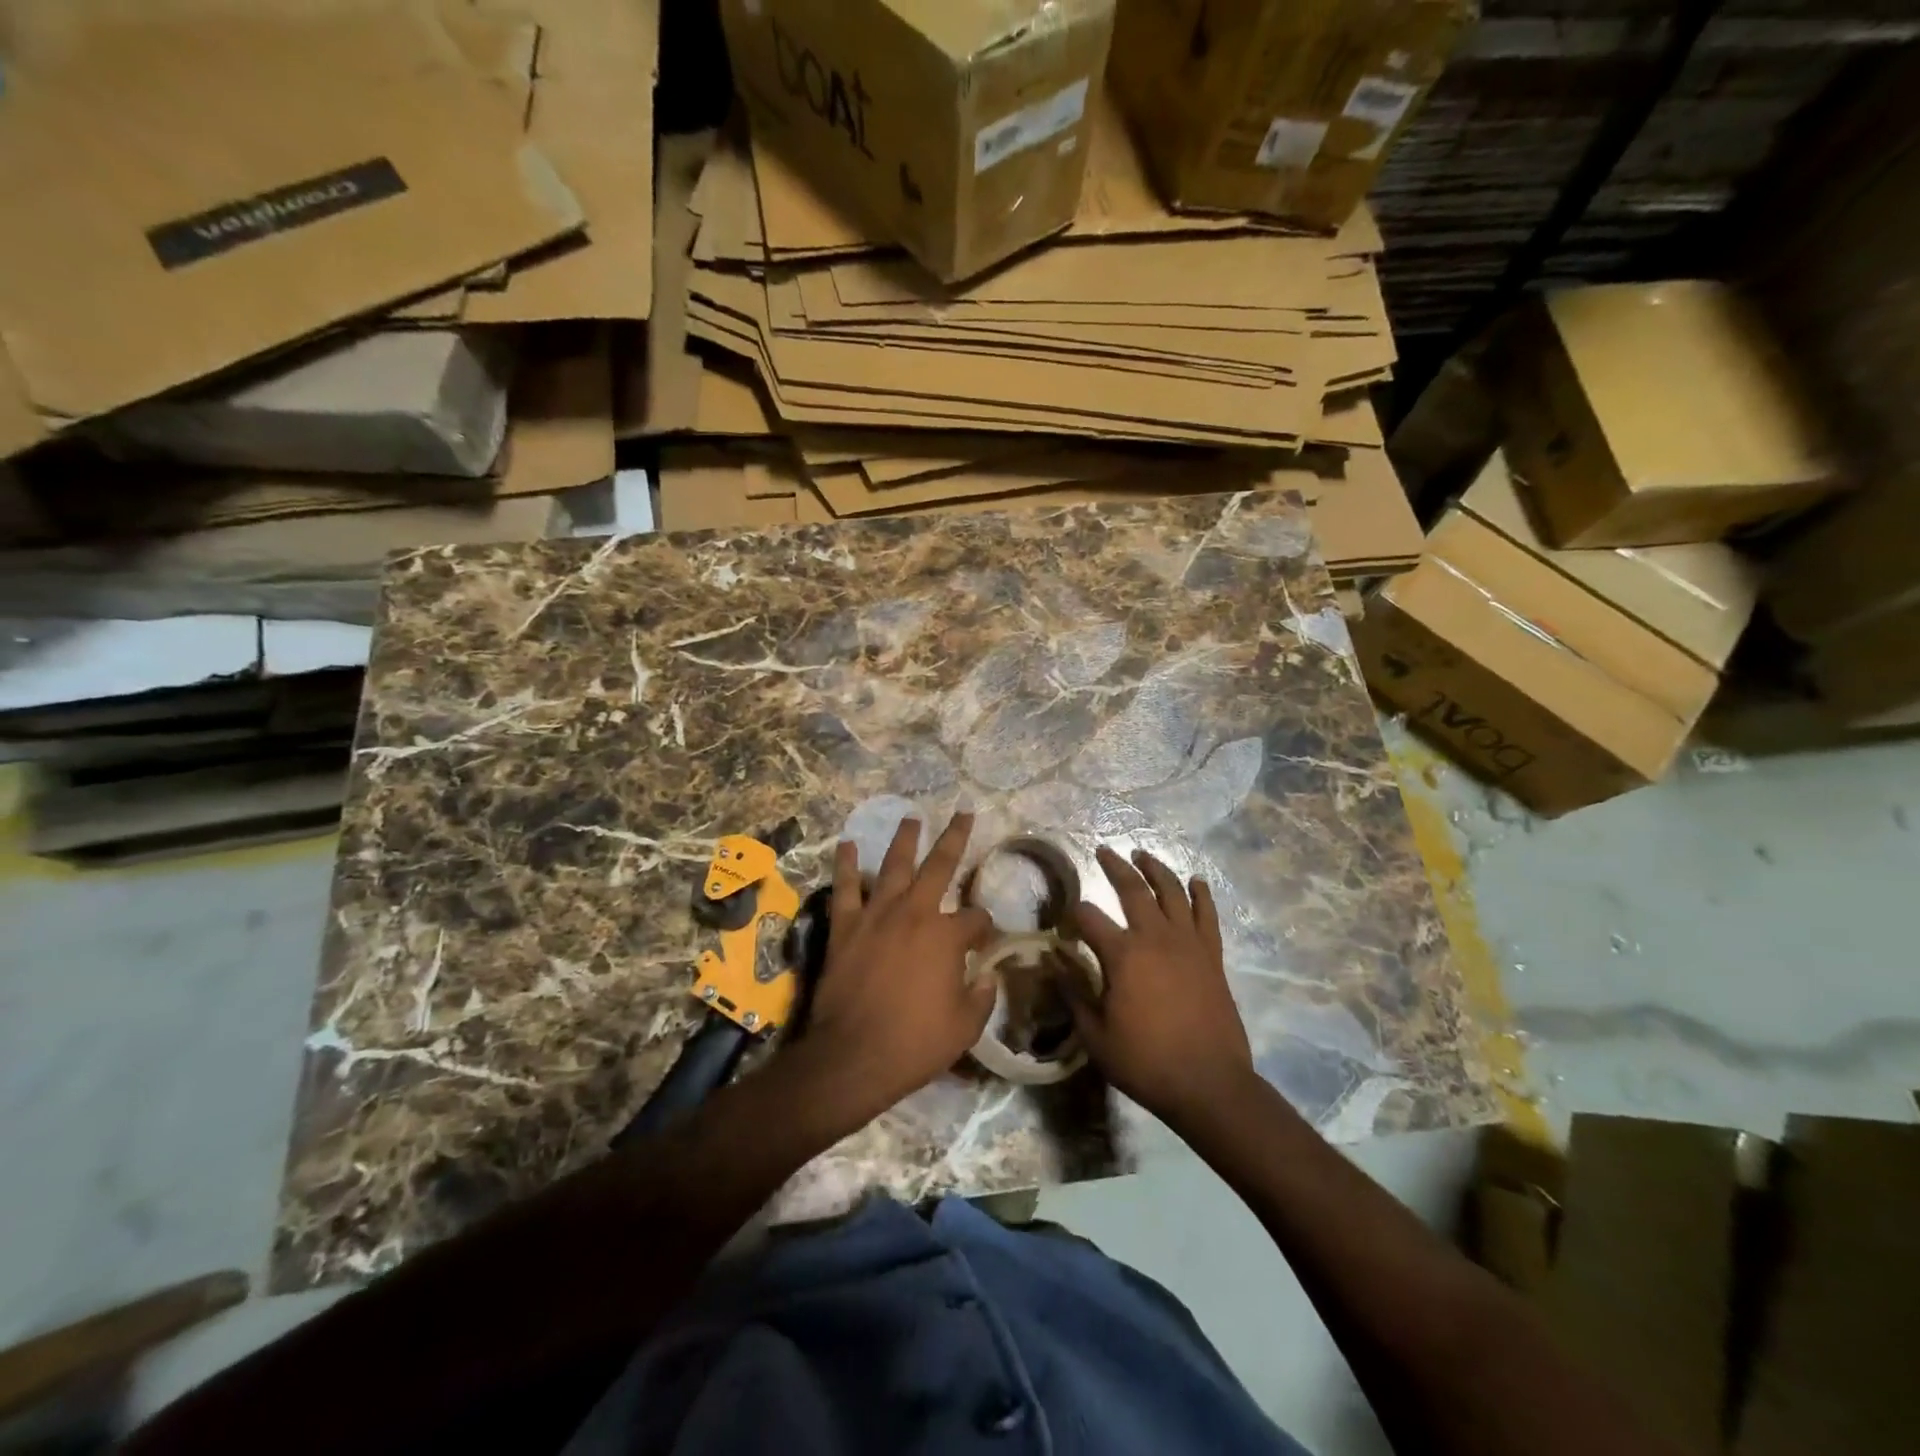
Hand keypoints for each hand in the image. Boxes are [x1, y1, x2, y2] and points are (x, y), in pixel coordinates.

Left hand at [791, 814, 995, 1127]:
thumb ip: (981, 997)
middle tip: (963, 813)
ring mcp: (877, 915)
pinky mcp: (845, 926)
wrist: (852, 1056)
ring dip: (904, 839)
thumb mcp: (964, 1027)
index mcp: (947, 936)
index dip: (984, 927)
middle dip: (955, 837)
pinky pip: (845, 888)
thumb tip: (987, 977)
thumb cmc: (915, 1044)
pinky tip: (847, 845)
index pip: (976, 919)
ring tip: (910, 818)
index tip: (984, 940)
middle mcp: (915, 913)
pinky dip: (846, 865)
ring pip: (893, 865)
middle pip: (940, 865)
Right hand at [1065, 847, 1256, 1128]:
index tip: (1066, 920)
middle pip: (1132, 889)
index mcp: (1122, 954)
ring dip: (1155, 869)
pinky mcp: (1212, 955)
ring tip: (1142, 855)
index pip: (1088, 917)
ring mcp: (1188, 943)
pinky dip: (1200, 894)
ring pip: (1171, 891)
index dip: (1073, 914)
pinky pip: (1207, 915)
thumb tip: (1053, 963)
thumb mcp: (1095, 1034)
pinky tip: (1195, 881)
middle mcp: (1155, 937)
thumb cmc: (1145, 1062)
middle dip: (1114, 866)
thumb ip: (1074, 993)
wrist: (1209, 1084)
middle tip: (1103, 851)